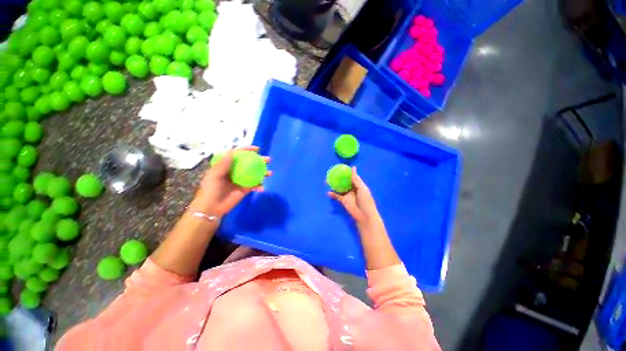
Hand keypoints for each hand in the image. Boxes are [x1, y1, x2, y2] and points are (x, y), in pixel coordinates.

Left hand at [191, 146, 270, 215]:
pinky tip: (262, 187)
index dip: (247, 150)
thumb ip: (223, 164)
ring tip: (270, 173)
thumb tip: (232, 152)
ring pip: (254, 174)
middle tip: (268, 160)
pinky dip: (259, 186)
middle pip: (249, 163)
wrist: (211, 208)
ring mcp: (241, 180)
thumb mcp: (214, 176)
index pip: (238, 155)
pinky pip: (254, 186)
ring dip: (263, 172)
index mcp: (227, 166)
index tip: (257, 149)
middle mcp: (236, 171)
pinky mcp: (245, 189)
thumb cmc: (210, 190)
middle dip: (260, 161)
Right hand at [329, 167, 381, 226]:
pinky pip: (337, 196)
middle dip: (338, 178)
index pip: (352, 176)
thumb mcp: (362, 189)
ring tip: (327, 181)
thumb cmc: (366, 201)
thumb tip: (353, 167)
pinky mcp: (343, 201)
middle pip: (344, 181)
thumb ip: (356, 179)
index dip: (347, 172)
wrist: (364, 215)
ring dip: (334, 185)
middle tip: (331, 173)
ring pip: (339, 188)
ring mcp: (347, 194)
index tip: (340, 167)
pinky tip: (328, 192)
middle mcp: (352, 188)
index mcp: (358, 185)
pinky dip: (333, 194)